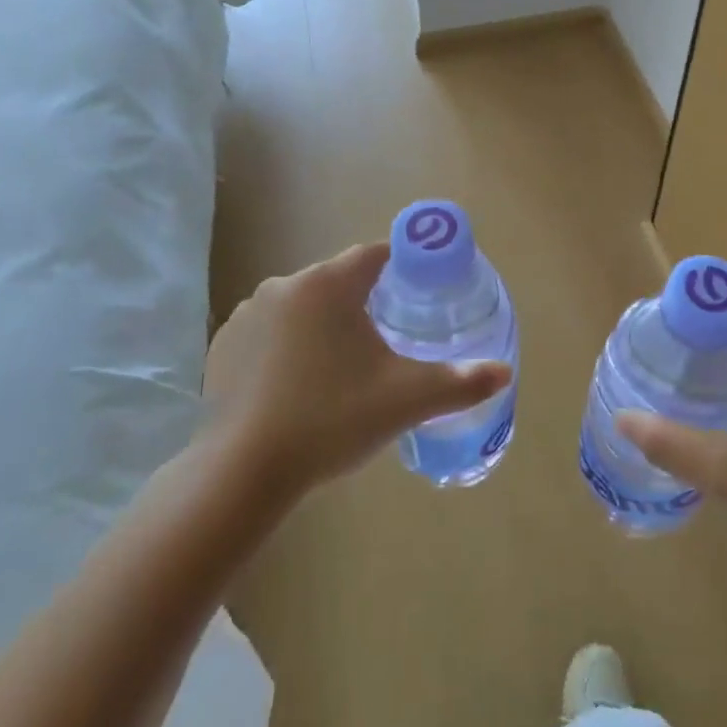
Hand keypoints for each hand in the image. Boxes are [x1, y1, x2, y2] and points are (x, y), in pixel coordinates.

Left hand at [203, 244, 511, 497]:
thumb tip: (504, 373)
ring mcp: (246, 314)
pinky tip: (295, 388)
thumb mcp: (406, 400)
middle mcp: (284, 285)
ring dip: (323, 326)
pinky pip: (269, 332)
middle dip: (364, 304)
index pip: (375, 255)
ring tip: (339, 372)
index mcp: (329, 284)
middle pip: (338, 281)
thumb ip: (460, 382)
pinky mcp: (222, 345)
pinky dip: (287, 348)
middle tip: (385, 347)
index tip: (417, 296)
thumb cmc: (332, 420)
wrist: (243, 471)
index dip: (402, 269)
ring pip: (303, 307)